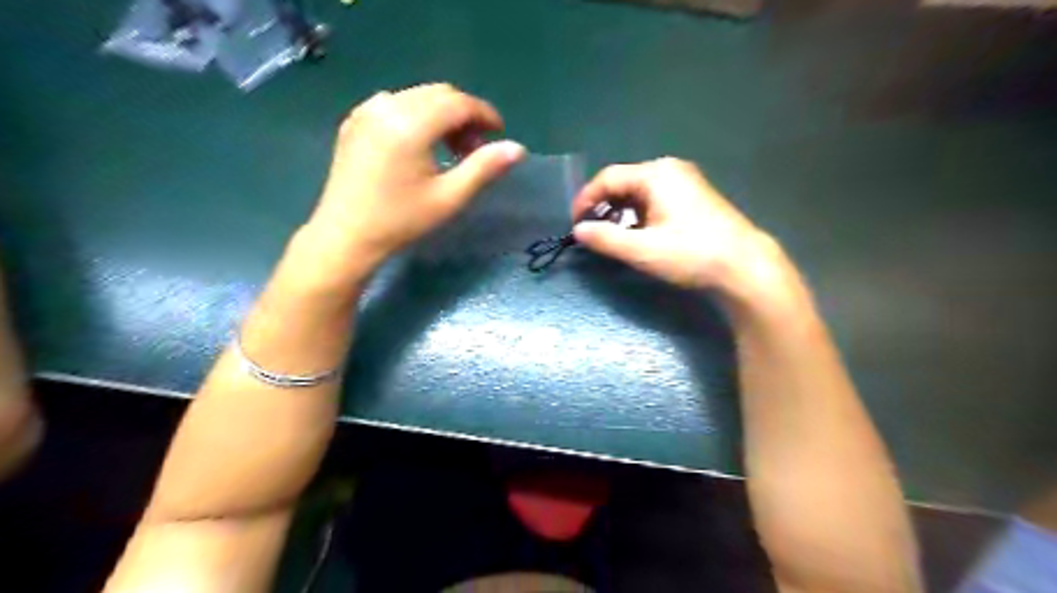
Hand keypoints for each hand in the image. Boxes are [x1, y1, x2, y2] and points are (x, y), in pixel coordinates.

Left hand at [300, 82, 523, 273]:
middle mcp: (387, 106)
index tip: (499, 135)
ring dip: (443, 114)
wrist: (346, 235)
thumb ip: (484, 168)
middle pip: (439, 94)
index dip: (485, 114)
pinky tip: (422, 144)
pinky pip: (396, 103)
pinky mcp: (355, 121)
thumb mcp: (449, 198)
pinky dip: (418, 115)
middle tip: (476, 148)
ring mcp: (366, 111)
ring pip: (418, 96)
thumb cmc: (401, 221)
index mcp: (410, 125)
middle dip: (465, 114)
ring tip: (451, 149)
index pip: (458, 103)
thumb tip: (518, 148)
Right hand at [570, 158, 793, 300]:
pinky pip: (655, 199)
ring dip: (621, 213)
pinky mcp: (694, 197)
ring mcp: (685, 182)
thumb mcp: (642, 250)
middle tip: (591, 232)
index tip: (574, 224)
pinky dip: (639, 215)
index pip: (608, 178)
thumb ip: (605, 239)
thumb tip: (578, 231)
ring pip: (639, 192)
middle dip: (603, 207)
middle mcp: (670, 170)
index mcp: (656, 174)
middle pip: (624, 183)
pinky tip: (637, 235)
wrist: (744, 266)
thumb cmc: (691, 254)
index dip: (586, 199)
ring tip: (612, 237)